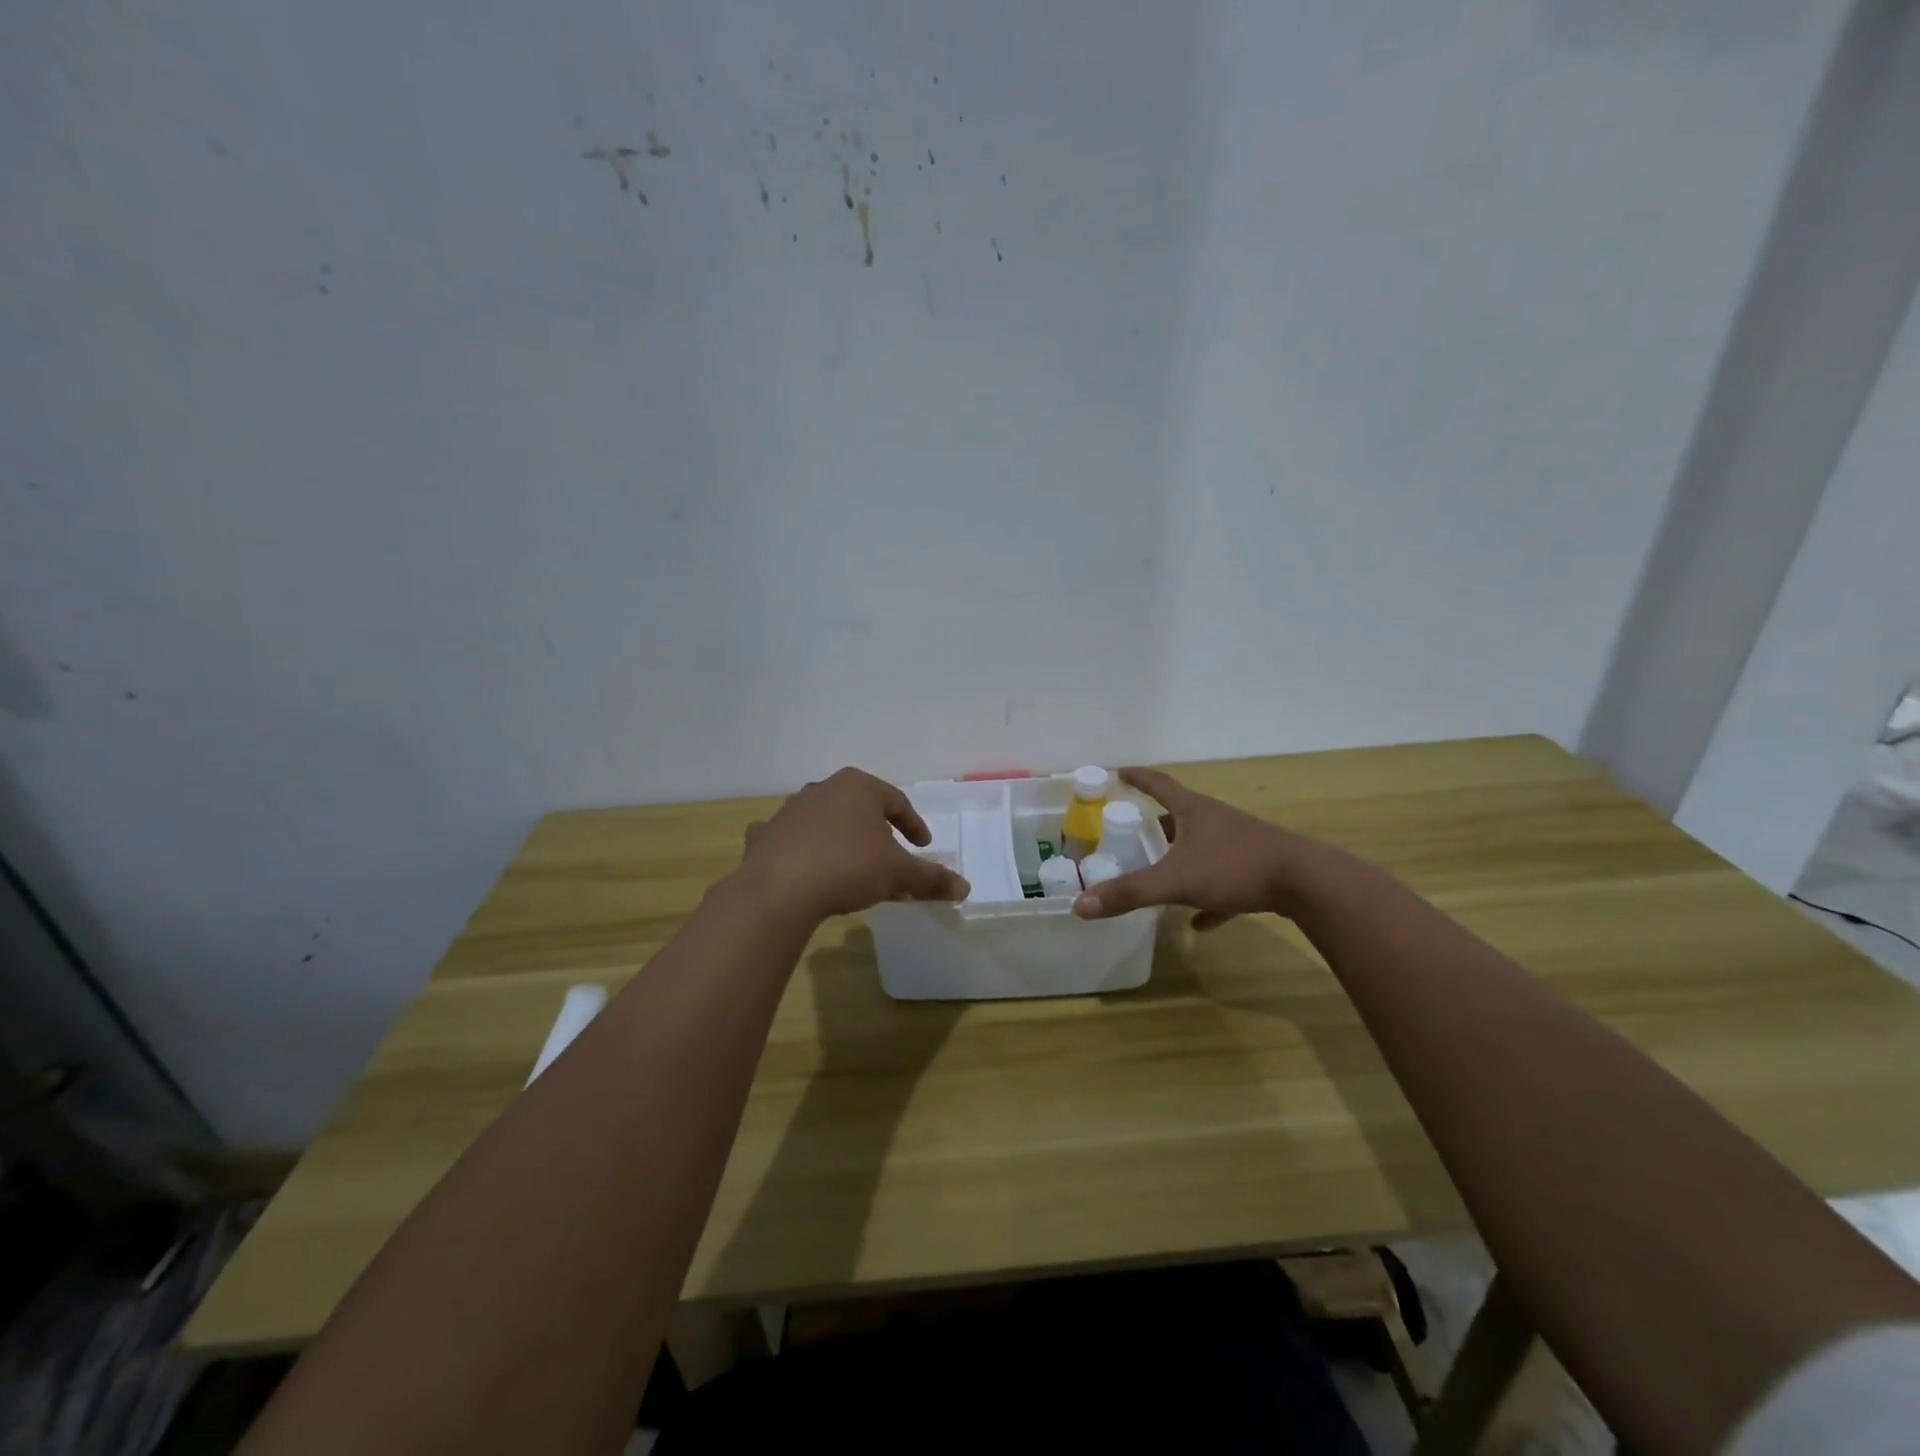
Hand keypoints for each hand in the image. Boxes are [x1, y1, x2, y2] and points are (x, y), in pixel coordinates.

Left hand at [738, 767, 970, 921]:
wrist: (780, 890)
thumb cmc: (849, 867)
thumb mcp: (898, 873)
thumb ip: (931, 878)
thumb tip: (964, 887)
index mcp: (858, 786)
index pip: (896, 801)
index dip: (913, 824)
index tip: (923, 846)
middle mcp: (823, 788)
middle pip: (860, 808)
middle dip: (877, 831)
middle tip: (890, 855)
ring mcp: (790, 810)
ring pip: (826, 821)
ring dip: (842, 839)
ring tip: (852, 867)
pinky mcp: (766, 834)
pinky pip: (791, 839)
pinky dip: (801, 848)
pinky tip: (804, 866)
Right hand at [1071, 767, 1336, 927]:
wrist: (1307, 882)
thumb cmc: (1235, 867)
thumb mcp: (1175, 880)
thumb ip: (1129, 893)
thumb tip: (1080, 905)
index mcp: (1193, 810)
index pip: (1158, 784)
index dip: (1137, 778)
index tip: (1119, 772)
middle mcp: (1215, 821)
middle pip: (1178, 818)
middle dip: (1155, 828)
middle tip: (1132, 838)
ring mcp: (1239, 843)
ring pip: (1201, 849)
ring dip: (1181, 861)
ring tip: (1160, 879)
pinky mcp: (1258, 870)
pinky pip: (1225, 881)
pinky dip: (1209, 898)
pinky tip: (1202, 922)